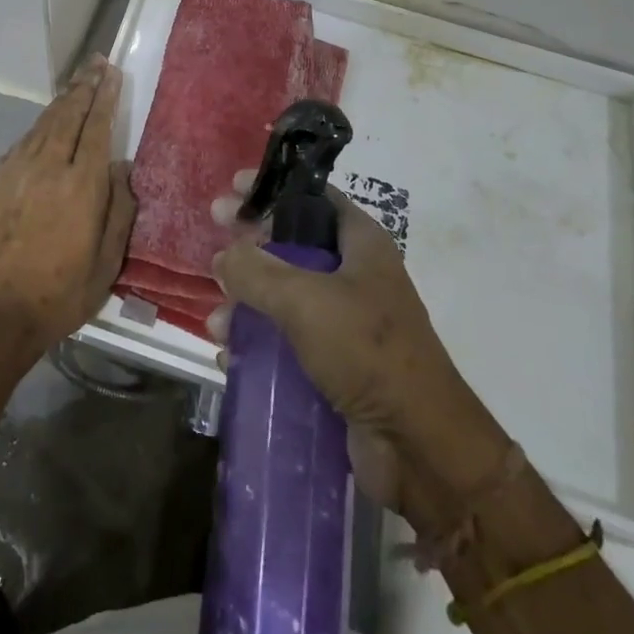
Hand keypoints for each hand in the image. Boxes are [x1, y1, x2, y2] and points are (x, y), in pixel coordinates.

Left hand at [0, 55, 134, 363]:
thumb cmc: (62, 293)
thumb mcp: (108, 262)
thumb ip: (120, 209)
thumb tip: (122, 168)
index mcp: (82, 185)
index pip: (97, 127)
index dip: (105, 97)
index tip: (112, 73)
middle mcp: (49, 167)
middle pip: (69, 114)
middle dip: (84, 86)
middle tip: (96, 62)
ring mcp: (20, 171)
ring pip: (45, 122)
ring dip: (63, 99)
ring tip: (77, 81)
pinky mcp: (0, 181)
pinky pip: (25, 139)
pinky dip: (40, 122)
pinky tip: (47, 119)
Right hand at [208, 179, 508, 519]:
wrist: (420, 447)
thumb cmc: (367, 351)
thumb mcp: (304, 300)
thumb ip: (256, 270)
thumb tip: (224, 256)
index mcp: (361, 244)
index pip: (313, 197)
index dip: (274, 189)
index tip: (234, 187)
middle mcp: (355, 275)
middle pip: (292, 246)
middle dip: (250, 246)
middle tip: (213, 239)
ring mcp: (345, 322)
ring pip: (284, 297)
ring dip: (247, 304)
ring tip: (218, 323)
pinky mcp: (336, 364)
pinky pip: (288, 341)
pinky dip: (259, 343)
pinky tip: (231, 355)